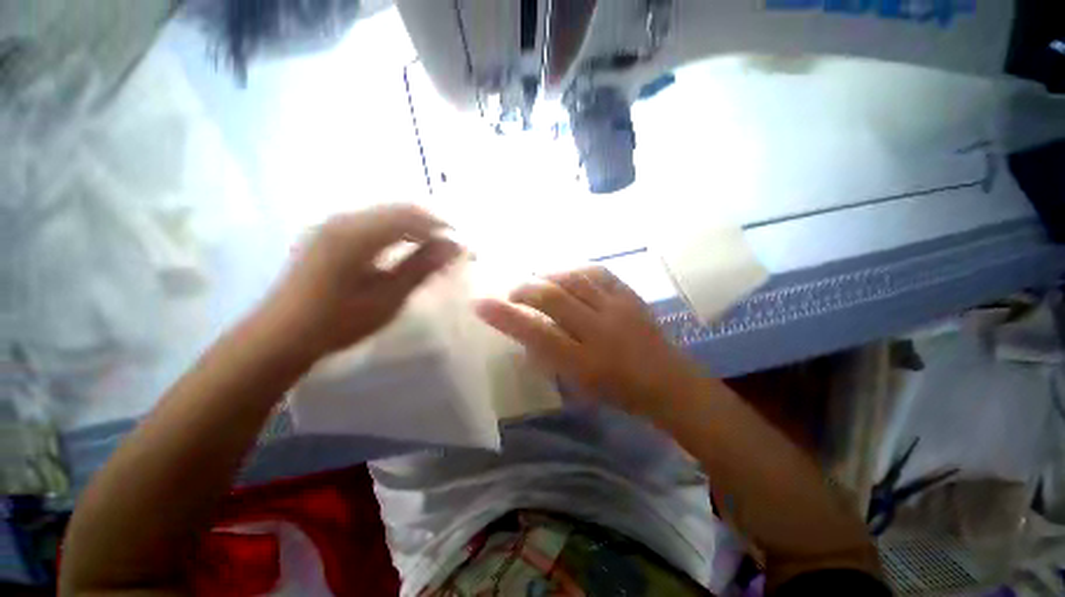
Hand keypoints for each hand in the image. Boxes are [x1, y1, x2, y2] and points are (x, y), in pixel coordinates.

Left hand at [261, 204, 460, 359]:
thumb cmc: (339, 321)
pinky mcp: (329, 235)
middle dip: (431, 225)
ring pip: (386, 215)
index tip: (463, 244)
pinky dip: (397, 231)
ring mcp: (334, 225)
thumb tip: (455, 246)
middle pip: (399, 210)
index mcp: (357, 234)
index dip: (442, 227)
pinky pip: (373, 223)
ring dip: (415, 227)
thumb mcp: (388, 297)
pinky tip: (406, 248)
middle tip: (452, 246)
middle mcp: (344, 219)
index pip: (411, 216)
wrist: (282, 335)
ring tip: (435, 248)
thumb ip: (422, 267)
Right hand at [475, 266, 701, 416]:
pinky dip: (577, 270)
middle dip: (525, 290)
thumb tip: (528, 333)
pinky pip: (598, 272)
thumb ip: (550, 358)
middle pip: (552, 298)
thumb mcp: (578, 385)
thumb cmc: (619, 391)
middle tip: (514, 291)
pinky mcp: (631, 296)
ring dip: (549, 276)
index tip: (480, 304)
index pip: (535, 334)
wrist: (668, 382)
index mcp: (583, 363)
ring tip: (539, 281)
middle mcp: (598, 331)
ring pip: (573, 279)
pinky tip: (568, 274)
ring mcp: (617, 309)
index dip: (505, 317)